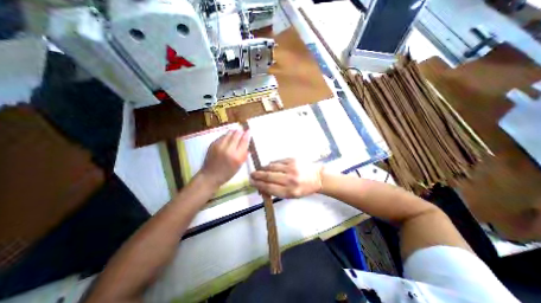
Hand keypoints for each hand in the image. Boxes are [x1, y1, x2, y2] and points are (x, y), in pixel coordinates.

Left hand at [200, 127, 249, 188]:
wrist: (210, 176)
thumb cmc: (227, 173)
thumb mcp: (239, 166)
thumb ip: (244, 154)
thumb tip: (247, 144)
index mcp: (237, 156)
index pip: (244, 141)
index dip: (247, 134)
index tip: (249, 131)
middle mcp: (228, 149)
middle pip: (236, 134)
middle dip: (241, 132)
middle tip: (243, 131)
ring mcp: (219, 146)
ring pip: (229, 133)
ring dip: (234, 132)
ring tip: (236, 133)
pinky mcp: (213, 144)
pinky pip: (222, 136)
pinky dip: (227, 135)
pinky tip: (228, 137)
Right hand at [251, 159, 322, 198]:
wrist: (317, 177)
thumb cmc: (303, 188)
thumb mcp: (291, 195)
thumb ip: (276, 191)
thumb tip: (261, 187)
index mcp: (290, 191)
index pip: (269, 188)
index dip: (258, 185)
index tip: (252, 182)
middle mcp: (290, 179)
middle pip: (268, 176)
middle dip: (258, 175)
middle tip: (252, 175)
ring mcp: (291, 168)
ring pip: (272, 167)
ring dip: (263, 169)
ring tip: (259, 170)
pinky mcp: (293, 160)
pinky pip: (278, 161)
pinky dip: (272, 164)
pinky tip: (269, 166)